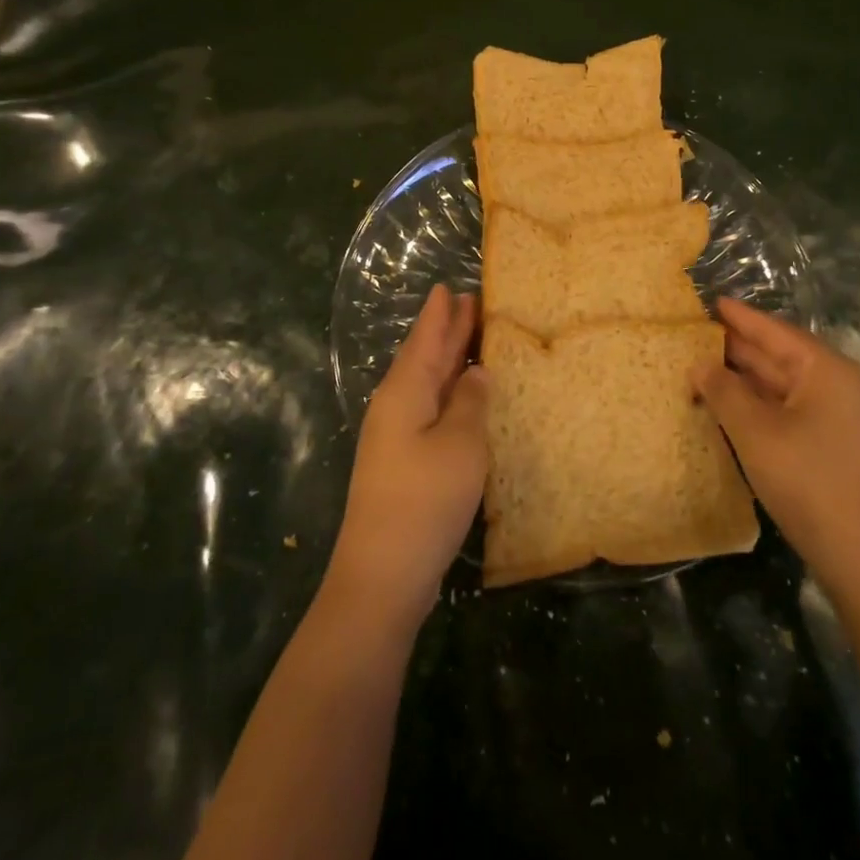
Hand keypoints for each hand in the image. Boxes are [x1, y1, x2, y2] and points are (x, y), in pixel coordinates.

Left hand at [327, 284, 488, 627]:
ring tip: (470, 338)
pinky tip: (463, 397)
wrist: (383, 574)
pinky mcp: (404, 463)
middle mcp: (395, 406)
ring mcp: (396, 437)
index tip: (449, 286)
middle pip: (424, 358)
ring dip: (448, 360)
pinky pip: (430, 410)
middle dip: (445, 331)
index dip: (439, 314)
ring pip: (426, 384)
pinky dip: (448, 394)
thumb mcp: (460, 444)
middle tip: (469, 302)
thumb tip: (477, 372)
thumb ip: (471, 402)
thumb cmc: (424, 499)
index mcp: (404, 392)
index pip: (425, 340)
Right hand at [693, 299, 859, 603]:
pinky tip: (734, 408)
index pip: (776, 331)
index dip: (741, 317)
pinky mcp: (839, 447)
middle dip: (739, 348)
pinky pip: (793, 411)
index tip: (711, 301)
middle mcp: (840, 386)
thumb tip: (699, 364)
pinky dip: (761, 405)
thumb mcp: (756, 432)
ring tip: (705, 368)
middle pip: (782, 356)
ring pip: (786, 387)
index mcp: (828, 370)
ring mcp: (843, 419)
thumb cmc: (810, 482)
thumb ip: (723, 391)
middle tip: (696, 336)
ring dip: (747, 380)